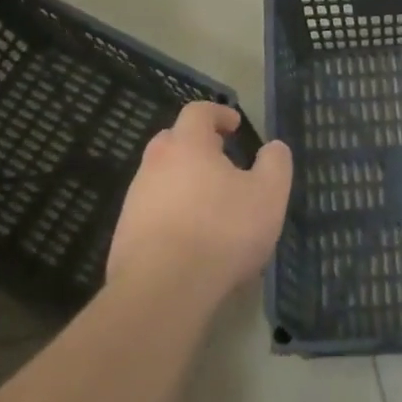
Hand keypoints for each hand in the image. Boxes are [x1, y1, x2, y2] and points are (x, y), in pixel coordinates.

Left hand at [106, 101, 292, 303]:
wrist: (162, 289)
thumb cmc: (222, 231)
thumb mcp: (268, 195)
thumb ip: (275, 163)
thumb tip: (273, 147)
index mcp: (187, 145)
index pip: (198, 112)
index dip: (218, 113)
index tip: (235, 125)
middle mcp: (155, 163)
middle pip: (174, 140)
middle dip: (198, 145)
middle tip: (223, 160)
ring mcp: (135, 198)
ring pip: (162, 176)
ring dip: (184, 180)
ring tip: (211, 204)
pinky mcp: (125, 232)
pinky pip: (153, 209)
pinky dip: (172, 212)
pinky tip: (191, 237)